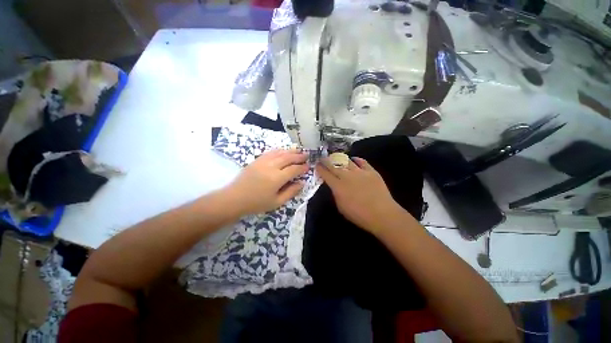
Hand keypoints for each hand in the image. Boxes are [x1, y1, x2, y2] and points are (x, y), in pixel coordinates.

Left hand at [226, 149, 308, 215]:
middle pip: (288, 158)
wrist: (235, 198)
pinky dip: (279, 150)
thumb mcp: (276, 202)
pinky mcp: (257, 160)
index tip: (308, 166)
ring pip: (280, 153)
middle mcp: (271, 167)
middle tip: (306, 155)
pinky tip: (284, 150)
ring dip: (291, 151)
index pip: (294, 169)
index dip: (302, 167)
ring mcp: (263, 161)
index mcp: (277, 178)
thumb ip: (291, 192)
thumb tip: (302, 183)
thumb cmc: (257, 203)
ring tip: (298, 150)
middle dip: (299, 156)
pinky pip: (271, 152)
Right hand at [316, 157, 405, 233]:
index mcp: (338, 186)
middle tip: (323, 158)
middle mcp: (347, 176)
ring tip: (337, 157)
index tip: (317, 165)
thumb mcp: (341, 207)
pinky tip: (354, 159)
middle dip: (326, 161)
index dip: (320, 168)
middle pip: (334, 165)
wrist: (381, 214)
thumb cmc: (359, 215)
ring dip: (340, 159)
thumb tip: (334, 187)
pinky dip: (357, 159)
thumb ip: (336, 194)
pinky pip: (362, 162)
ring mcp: (359, 172)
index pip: (326, 174)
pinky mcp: (371, 171)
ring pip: (347, 162)